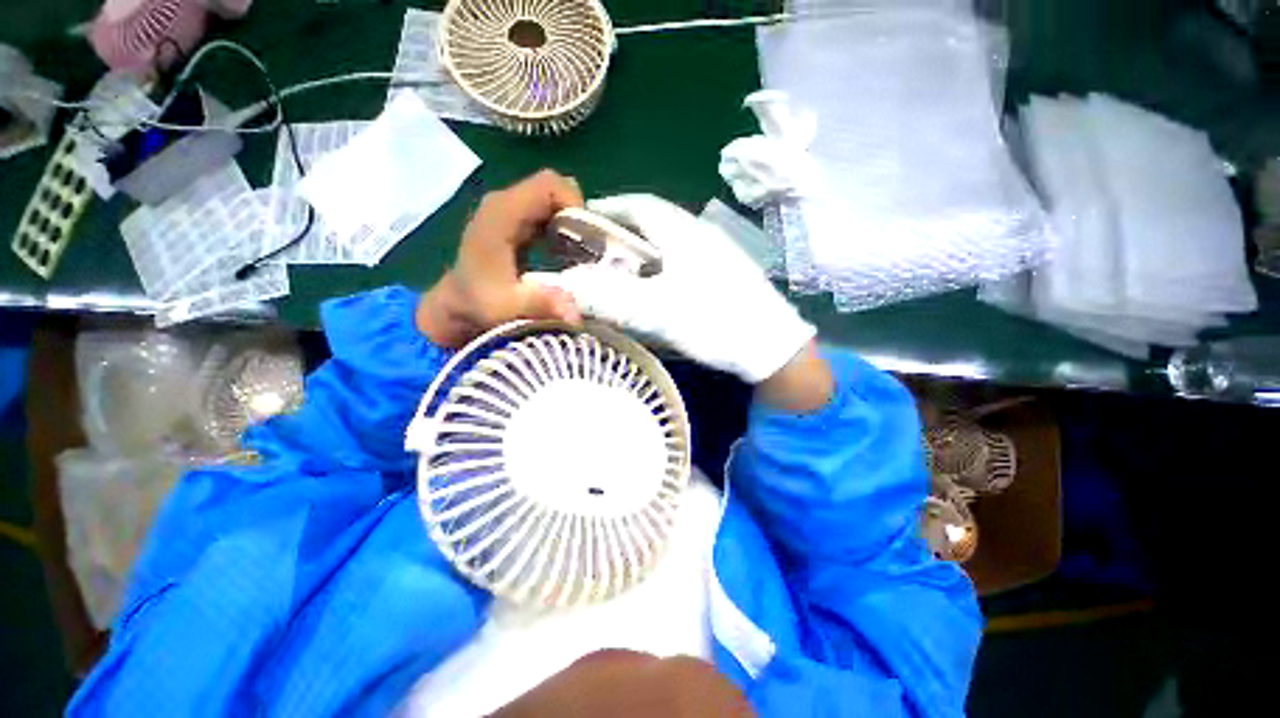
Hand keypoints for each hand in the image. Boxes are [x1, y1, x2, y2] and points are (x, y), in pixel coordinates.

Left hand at [417, 170, 584, 347]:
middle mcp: (505, 203)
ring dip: (571, 222)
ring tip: (580, 253)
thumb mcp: (507, 308)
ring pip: (552, 199)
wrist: (457, 303)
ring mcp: (509, 210)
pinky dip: (562, 227)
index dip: (574, 204)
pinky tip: (566, 253)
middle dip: (576, 215)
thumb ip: (539, 304)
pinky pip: (547, 212)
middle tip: (588, 248)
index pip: (549, 185)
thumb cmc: (478, 303)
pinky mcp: (515, 221)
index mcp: (502, 213)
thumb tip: (575, 313)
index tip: (587, 238)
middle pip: (554, 188)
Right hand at [527, 194, 815, 384]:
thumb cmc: (715, 323)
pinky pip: (683, 260)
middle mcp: (701, 235)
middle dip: (622, 232)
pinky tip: (656, 286)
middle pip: (653, 223)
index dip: (608, 209)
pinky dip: (662, 267)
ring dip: (643, 250)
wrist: (772, 348)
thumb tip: (567, 285)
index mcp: (684, 233)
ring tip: (620, 269)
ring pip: (669, 242)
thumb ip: (612, 297)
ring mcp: (716, 254)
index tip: (582, 221)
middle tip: (596, 251)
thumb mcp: (659, 311)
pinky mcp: (724, 273)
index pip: (638, 205)